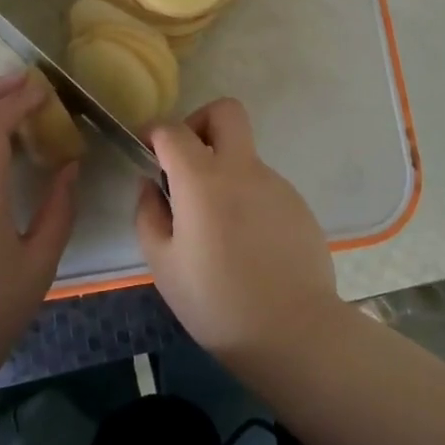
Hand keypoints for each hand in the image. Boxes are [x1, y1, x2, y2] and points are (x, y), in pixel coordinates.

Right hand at [134, 98, 341, 366]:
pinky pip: (263, 187)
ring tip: (216, 228)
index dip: (154, 133)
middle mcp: (242, 169)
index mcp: (203, 179)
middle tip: (187, 164)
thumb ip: (149, 215)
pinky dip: (247, 200)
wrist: (294, 332)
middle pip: (225, 112)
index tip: (146, 152)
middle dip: (200, 124)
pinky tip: (246, 245)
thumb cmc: (216, 302)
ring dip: (224, 173)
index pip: (173, 130)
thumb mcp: (163, 265)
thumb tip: (152, 185)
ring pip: (244, 156)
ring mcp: (276, 184)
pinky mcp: (298, 205)